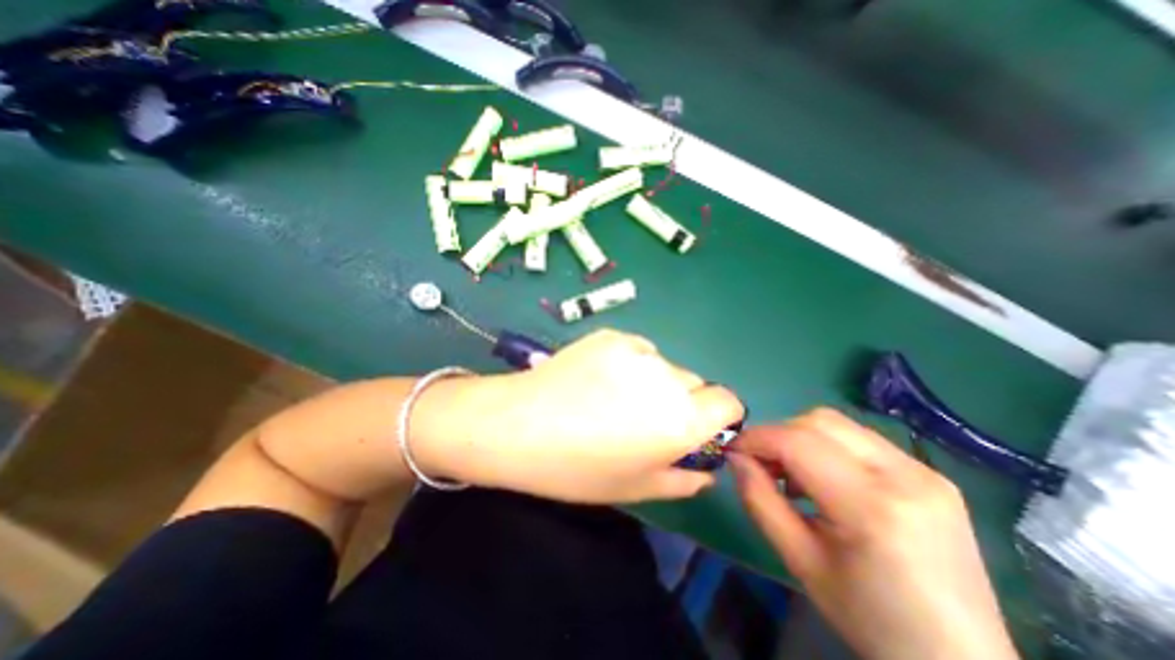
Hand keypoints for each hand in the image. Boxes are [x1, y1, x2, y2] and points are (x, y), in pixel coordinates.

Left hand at [417, 329, 735, 505]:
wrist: (519, 425)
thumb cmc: (578, 469)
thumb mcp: (637, 488)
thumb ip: (684, 479)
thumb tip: (707, 470)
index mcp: (681, 419)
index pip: (729, 402)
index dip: (718, 417)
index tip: (697, 429)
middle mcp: (668, 378)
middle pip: (695, 383)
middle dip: (682, 401)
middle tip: (643, 418)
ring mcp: (637, 350)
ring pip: (664, 366)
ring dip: (654, 381)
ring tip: (613, 398)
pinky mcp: (612, 335)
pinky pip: (637, 350)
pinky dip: (629, 364)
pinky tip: (597, 378)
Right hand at [733, 407, 1020, 659]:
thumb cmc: (870, 618)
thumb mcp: (799, 561)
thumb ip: (759, 500)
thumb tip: (735, 457)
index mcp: (874, 507)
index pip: (797, 442)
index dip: (756, 438)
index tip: (733, 449)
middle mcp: (906, 476)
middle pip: (819, 421)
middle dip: (778, 434)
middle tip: (762, 464)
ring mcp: (925, 471)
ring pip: (838, 424)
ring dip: (802, 437)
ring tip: (792, 473)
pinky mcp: (931, 474)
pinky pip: (860, 439)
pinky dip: (828, 447)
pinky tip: (824, 479)